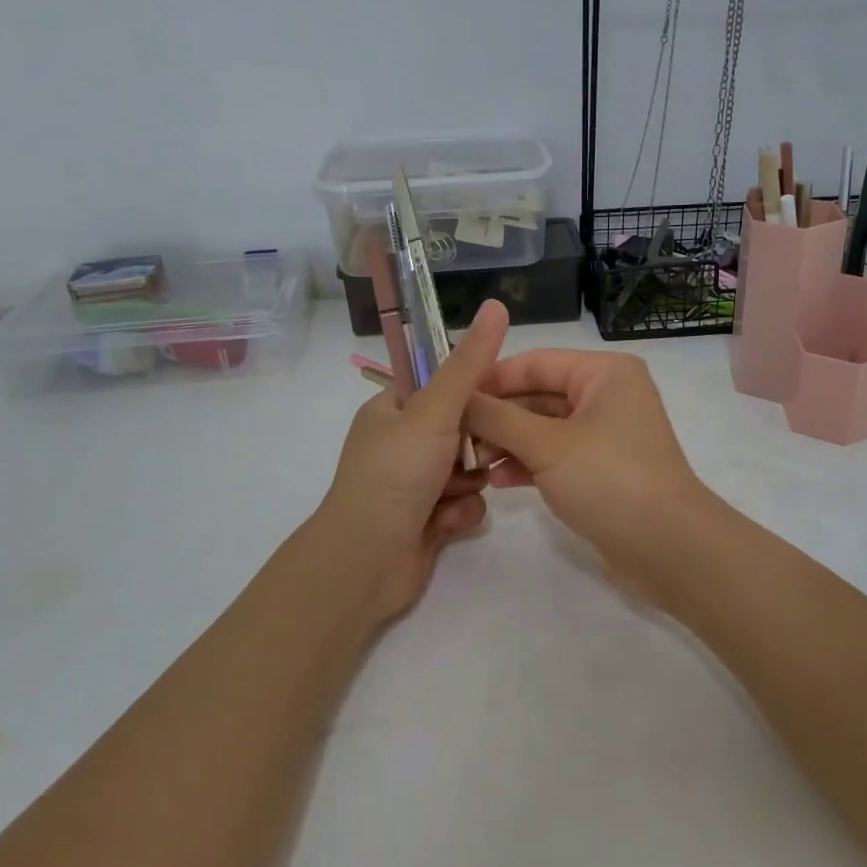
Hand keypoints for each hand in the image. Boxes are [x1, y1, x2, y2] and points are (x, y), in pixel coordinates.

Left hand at [312, 300, 509, 621]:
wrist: (367, 561)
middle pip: (462, 430)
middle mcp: (401, 444)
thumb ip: (469, 364)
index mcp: (391, 411)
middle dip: (475, 447)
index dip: (473, 391)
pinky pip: (465, 505)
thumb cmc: (395, 475)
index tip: (499, 400)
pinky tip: (445, 525)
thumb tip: (497, 305)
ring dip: (467, 484)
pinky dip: (459, 514)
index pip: (442, 385)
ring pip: (469, 470)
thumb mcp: (434, 411)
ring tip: (452, 495)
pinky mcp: (428, 520)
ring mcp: (414, 485)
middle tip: (479, 453)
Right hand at [464, 349, 720, 598]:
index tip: (448, 397)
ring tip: (470, 461)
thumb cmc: (609, 480)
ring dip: (507, 442)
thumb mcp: (546, 445)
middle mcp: (607, 396)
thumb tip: (457, 398)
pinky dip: (528, 464)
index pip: (535, 362)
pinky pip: (556, 456)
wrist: (668, 548)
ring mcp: (605, 435)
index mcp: (604, 373)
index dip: (491, 378)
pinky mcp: (602, 470)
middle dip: (497, 416)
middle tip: (452, 436)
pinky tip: (497, 481)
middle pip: (538, 395)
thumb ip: (498, 418)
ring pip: (544, 428)